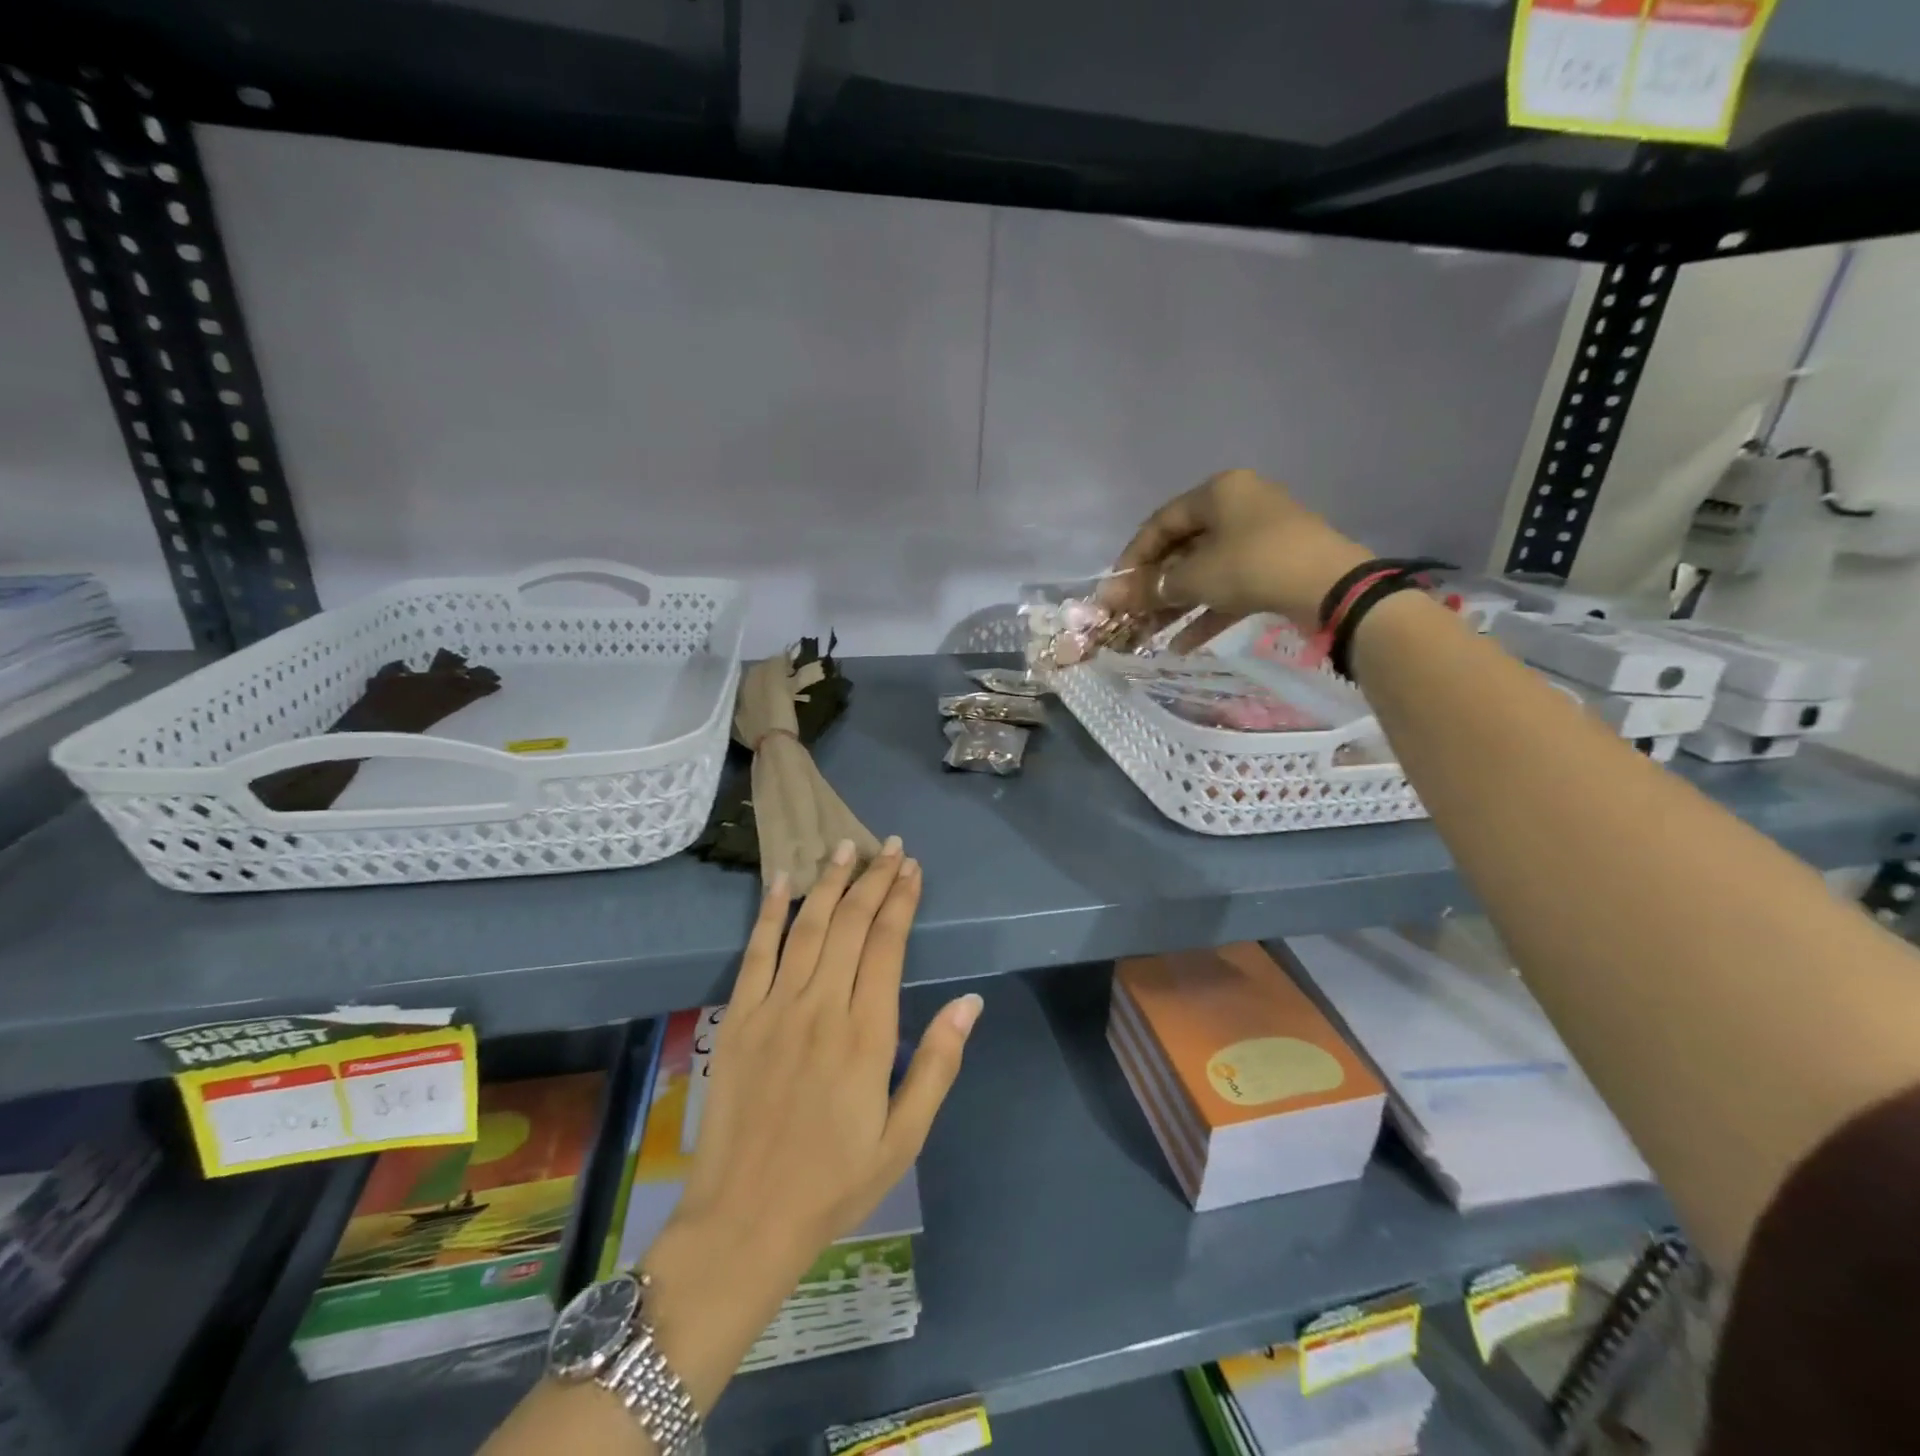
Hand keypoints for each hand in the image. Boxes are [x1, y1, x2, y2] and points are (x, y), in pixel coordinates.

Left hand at [641, 839, 982, 1411]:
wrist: (744, 1220)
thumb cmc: (834, 1182)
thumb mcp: (904, 1137)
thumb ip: (937, 1064)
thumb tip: (970, 1002)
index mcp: (866, 1035)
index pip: (887, 945)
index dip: (902, 901)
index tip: (912, 868)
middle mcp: (821, 1008)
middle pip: (851, 925)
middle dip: (874, 880)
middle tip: (889, 846)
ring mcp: (774, 1009)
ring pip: (808, 928)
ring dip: (829, 883)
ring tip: (846, 847)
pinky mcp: (737, 1019)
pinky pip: (756, 953)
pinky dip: (770, 913)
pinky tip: (782, 882)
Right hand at [1106, 469, 1372, 625]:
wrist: (1331, 588)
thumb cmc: (1253, 566)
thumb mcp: (1194, 577)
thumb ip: (1149, 588)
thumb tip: (1106, 597)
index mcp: (1218, 492)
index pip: (1160, 523)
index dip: (1133, 558)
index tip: (1115, 590)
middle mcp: (1239, 507)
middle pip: (1182, 549)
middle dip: (1154, 587)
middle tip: (1130, 615)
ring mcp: (1260, 538)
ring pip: (1205, 571)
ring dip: (1176, 604)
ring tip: (1150, 635)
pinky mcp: (1275, 568)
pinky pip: (1230, 588)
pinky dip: (1206, 613)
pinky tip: (1182, 645)